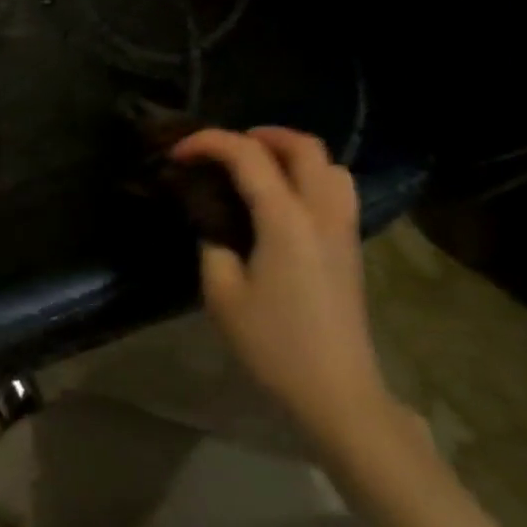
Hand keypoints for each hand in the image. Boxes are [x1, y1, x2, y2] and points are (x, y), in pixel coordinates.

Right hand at [171, 127, 403, 450]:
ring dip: (291, 154)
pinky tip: (279, 202)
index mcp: (286, 220)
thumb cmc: (272, 343)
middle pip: (304, 147)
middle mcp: (321, 214)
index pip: (248, 156)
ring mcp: (343, 230)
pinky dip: (307, 177)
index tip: (176, 153)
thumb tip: (213, 224)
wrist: (336, 391)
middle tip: (223, 148)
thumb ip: (213, 244)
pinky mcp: (349, 248)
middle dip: (260, 135)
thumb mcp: (221, 293)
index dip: (208, 142)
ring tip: (255, 168)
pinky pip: (335, 191)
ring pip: (329, 166)